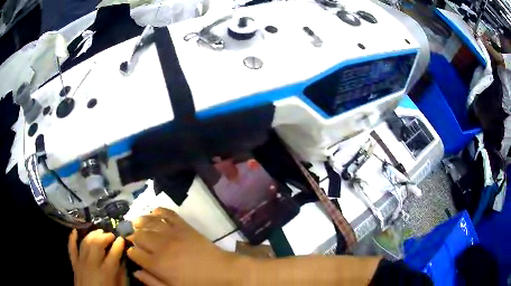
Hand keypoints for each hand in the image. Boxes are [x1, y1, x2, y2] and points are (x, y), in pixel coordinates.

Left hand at [68, 229, 125, 285]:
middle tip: (111, 235)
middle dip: (105, 236)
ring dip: (92, 234)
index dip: (118, 244)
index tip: (122, 239)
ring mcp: (81, 262)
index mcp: (106, 272)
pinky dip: (72, 239)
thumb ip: (122, 276)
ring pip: (85, 242)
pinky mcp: (74, 264)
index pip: (113, 254)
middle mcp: (92, 264)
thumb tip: (123, 262)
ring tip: (99, 232)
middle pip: (97, 244)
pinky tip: (74, 231)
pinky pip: (71, 248)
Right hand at [127, 207, 243, 285]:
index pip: (134, 253)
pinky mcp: (184, 226)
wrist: (224, 272)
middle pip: (139, 235)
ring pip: (149, 222)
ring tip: (136, 222)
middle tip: (131, 237)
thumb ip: (153, 282)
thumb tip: (135, 272)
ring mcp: (172, 233)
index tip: (131, 252)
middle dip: (132, 235)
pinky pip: (168, 213)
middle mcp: (161, 246)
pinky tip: (154, 212)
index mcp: (157, 264)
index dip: (130, 251)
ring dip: (140, 221)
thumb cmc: (198, 285)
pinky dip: (159, 210)